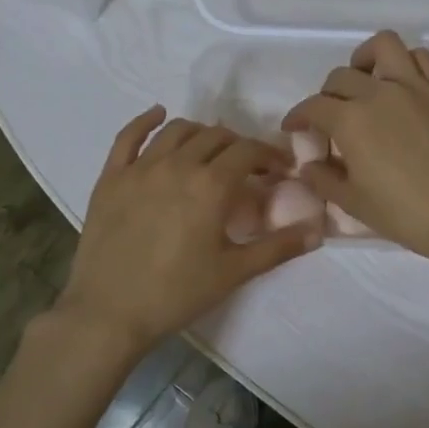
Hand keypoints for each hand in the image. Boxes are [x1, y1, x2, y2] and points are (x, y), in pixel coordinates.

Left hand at [56, 106, 320, 353]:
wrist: (109, 313)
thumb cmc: (177, 294)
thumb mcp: (234, 272)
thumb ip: (278, 247)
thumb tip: (319, 230)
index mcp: (210, 185)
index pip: (248, 151)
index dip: (269, 155)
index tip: (279, 169)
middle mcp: (177, 165)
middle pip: (215, 137)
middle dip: (239, 146)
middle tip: (248, 167)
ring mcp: (139, 168)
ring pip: (177, 131)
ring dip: (202, 133)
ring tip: (212, 150)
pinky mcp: (111, 178)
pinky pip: (128, 136)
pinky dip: (147, 121)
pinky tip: (159, 114)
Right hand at [282, 32, 428, 264]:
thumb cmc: (403, 213)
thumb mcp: (352, 202)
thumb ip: (323, 178)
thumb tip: (309, 166)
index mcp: (351, 121)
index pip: (313, 106)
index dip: (298, 116)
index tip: (294, 127)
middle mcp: (379, 93)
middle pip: (341, 77)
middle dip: (326, 94)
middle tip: (330, 117)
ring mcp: (415, 86)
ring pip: (383, 46)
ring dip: (365, 59)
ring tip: (364, 80)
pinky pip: (421, 58)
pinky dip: (405, 63)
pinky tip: (401, 85)